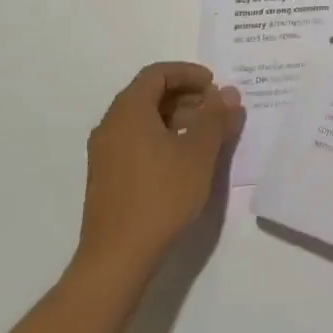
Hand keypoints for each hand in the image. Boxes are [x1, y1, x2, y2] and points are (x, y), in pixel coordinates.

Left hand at [74, 62, 242, 277]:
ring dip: (175, 118)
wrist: (116, 259)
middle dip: (185, 95)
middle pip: (148, 94)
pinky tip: (183, 161)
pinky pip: (135, 142)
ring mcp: (104, 154)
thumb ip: (215, 118)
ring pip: (142, 120)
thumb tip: (228, 93)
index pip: (158, 73)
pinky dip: (161, 138)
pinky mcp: (106, 179)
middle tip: (214, 110)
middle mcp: (111, 125)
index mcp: (129, 111)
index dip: (188, 73)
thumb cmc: (160, 196)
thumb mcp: (198, 153)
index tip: (214, 86)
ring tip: (204, 136)